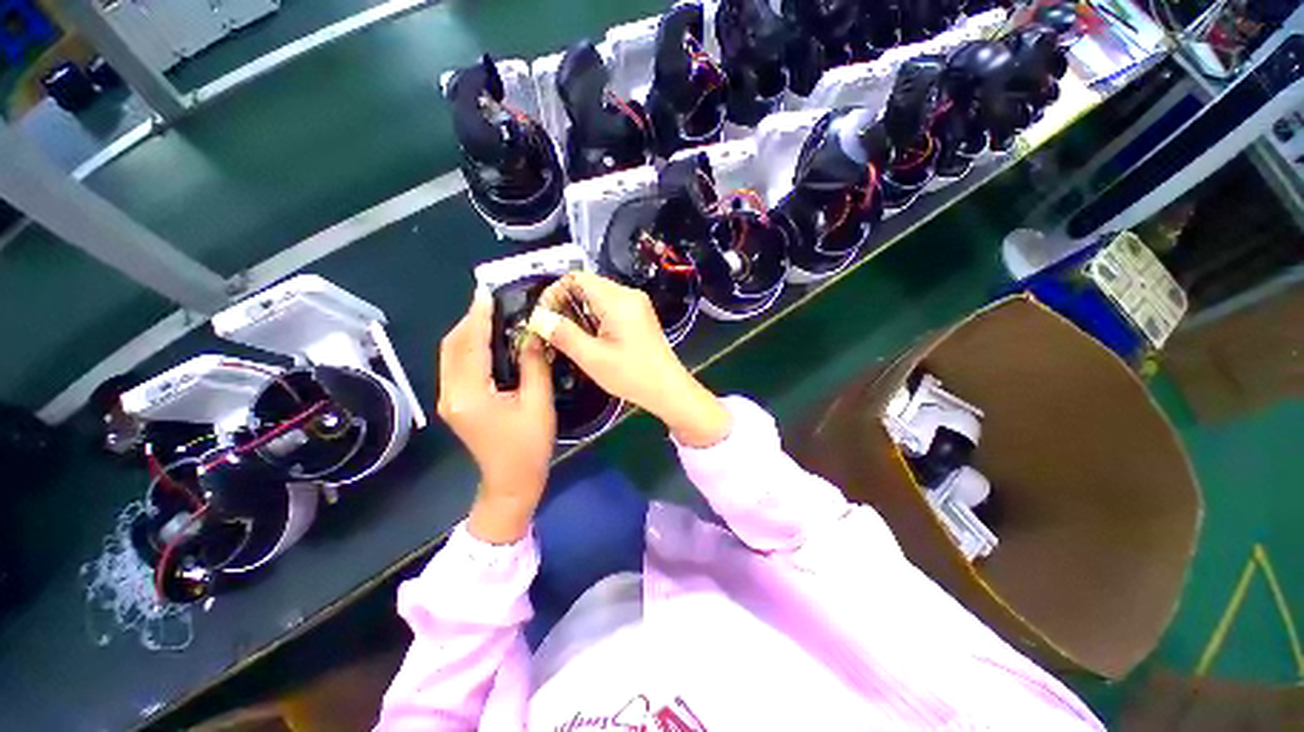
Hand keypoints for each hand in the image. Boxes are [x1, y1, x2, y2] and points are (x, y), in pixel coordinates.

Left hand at [438, 289, 554, 543]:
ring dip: (468, 331)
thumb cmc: (529, 446)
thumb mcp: (538, 404)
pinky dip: (469, 347)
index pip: (471, 345)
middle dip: (470, 319)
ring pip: (451, 354)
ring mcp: (449, 399)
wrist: (511, 482)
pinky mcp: (455, 402)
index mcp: (471, 394)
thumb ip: (534, 365)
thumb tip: (532, 334)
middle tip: (491, 300)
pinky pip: (457, 365)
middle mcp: (451, 393)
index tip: (487, 292)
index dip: (479, 317)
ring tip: (491, 313)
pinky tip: (488, 339)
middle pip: (452, 346)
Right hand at [530, 272, 729, 447]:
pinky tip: (590, 339)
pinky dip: (594, 318)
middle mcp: (629, 295)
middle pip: (587, 286)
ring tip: (569, 338)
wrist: (668, 389)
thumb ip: (563, 334)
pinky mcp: (639, 316)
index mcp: (618, 300)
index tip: (544, 318)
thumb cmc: (632, 375)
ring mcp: (636, 304)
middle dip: (565, 305)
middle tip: (553, 332)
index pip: (576, 278)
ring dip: (579, 313)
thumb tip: (538, 317)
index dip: (554, 293)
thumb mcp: (592, 358)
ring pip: (597, 297)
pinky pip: (610, 307)